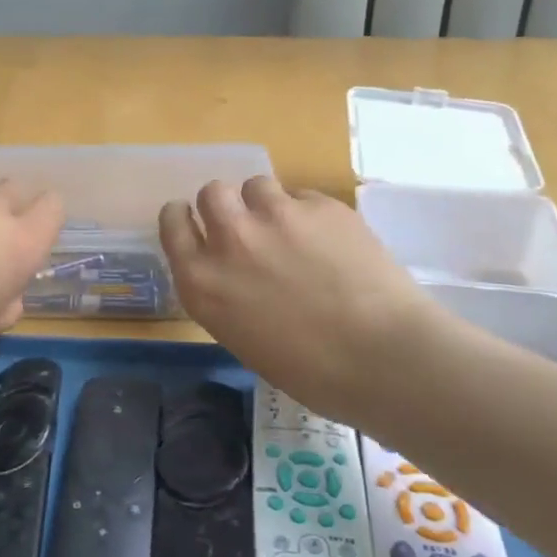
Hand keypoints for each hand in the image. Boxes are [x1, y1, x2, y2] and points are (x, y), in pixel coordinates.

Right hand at [160, 176, 440, 426]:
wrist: (384, 360)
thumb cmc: (310, 372)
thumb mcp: (242, 336)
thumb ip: (225, 292)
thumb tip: (235, 272)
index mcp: (202, 281)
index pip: (172, 221)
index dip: (185, 218)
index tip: (198, 224)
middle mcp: (230, 239)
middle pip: (212, 192)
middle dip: (227, 205)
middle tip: (249, 227)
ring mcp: (276, 216)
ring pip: (257, 184)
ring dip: (268, 204)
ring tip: (294, 231)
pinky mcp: (320, 205)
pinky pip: (303, 196)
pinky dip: (310, 214)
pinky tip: (333, 242)